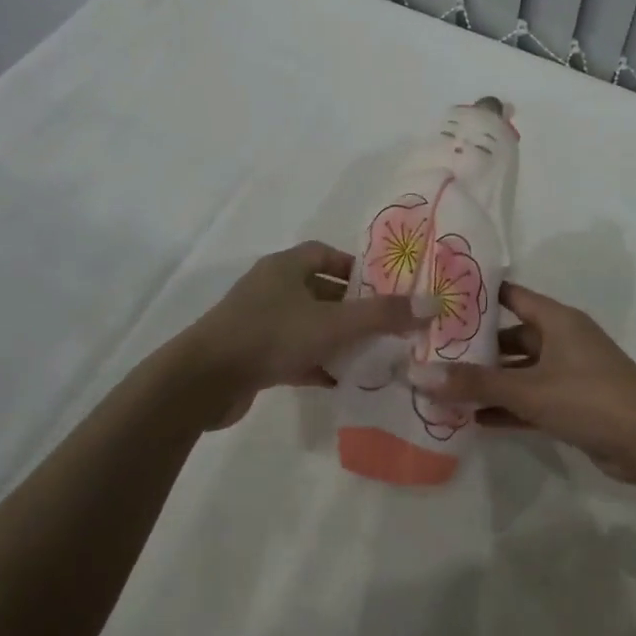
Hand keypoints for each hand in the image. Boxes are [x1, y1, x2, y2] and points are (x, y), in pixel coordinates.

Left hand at [182, 241, 427, 428]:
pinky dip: (316, 363)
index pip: (325, 254)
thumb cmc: (270, 335)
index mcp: (286, 267)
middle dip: (351, 307)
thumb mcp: (334, 323)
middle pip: (320, 290)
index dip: (355, 267)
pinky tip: (341, 381)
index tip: (383, 288)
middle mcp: (271, 289)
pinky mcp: (252, 356)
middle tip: (385, 324)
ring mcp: (258, 323)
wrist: (203, 381)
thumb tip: (432, 304)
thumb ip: (383, 315)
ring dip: (336, 338)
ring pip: (308, 324)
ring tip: (372, 354)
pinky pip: (293, 354)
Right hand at [409, 283, 635, 484]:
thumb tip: (419, 375)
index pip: (511, 296)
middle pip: (511, 336)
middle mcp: (562, 340)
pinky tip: (475, 420)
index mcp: (557, 320)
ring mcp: (568, 373)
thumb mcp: (528, 389)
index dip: (479, 297)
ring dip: (489, 382)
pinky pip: (531, 399)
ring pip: (520, 371)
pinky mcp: (573, 404)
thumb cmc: (589, 397)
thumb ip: (475, 383)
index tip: (441, 301)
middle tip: (433, 353)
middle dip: (477, 348)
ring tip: (445, 389)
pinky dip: (507, 407)